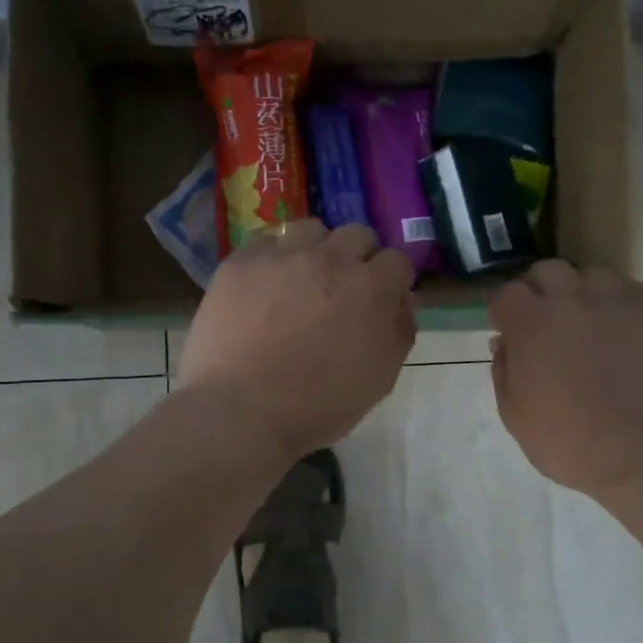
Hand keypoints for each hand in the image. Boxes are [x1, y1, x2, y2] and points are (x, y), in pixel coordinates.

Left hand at [179, 222, 415, 460]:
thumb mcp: (379, 379)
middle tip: (342, 293)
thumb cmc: (317, 405)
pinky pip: (266, 243)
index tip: (380, 303)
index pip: (397, 261)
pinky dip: (274, 260)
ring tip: (301, 283)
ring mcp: (281, 256)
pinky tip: (265, 288)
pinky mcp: (240, 262)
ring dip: (316, 251)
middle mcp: (329, 259)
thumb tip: (403, 300)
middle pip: (357, 235)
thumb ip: (399, 332)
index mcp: (370, 288)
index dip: (392, 283)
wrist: (239, 412)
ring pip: (311, 230)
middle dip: (358, 259)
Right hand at [490, 262, 642, 499]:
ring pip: (594, 275)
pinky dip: (622, 304)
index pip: (506, 294)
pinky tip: (626, 332)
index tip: (508, 331)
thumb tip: (504, 344)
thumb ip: (504, 373)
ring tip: (590, 324)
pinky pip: (634, 291)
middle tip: (546, 323)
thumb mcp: (517, 418)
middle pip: (548, 271)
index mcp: (531, 324)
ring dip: (583, 293)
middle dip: (540, 291)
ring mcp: (619, 302)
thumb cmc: (572, 443)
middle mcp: (572, 299)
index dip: (504, 312)